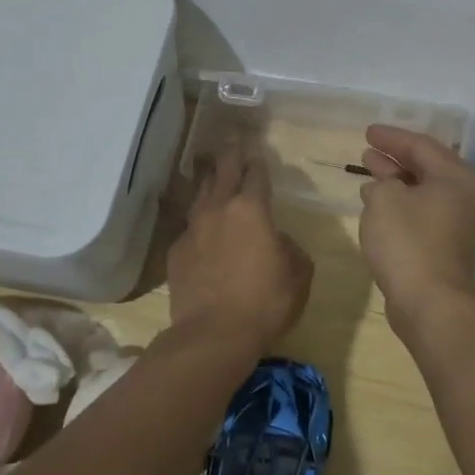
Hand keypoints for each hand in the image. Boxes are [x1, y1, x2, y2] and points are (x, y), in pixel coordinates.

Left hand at [167, 141, 312, 349]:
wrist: (213, 335)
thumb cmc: (265, 302)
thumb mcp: (298, 274)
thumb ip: (291, 248)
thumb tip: (279, 242)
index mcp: (252, 209)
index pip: (256, 173)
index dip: (258, 161)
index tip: (258, 152)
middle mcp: (219, 209)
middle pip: (223, 171)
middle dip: (229, 153)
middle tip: (231, 139)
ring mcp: (193, 229)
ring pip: (200, 193)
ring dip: (209, 180)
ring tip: (211, 172)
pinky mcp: (176, 252)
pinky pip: (189, 226)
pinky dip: (198, 220)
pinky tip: (201, 227)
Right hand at [358, 125, 474, 332]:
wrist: (429, 302)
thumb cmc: (408, 241)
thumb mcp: (385, 198)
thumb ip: (383, 181)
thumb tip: (385, 186)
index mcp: (457, 177)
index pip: (422, 145)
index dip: (392, 137)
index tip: (367, 132)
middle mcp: (465, 196)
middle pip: (426, 167)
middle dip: (395, 158)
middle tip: (368, 150)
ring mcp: (459, 223)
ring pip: (424, 191)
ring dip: (396, 181)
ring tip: (369, 173)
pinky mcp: (447, 246)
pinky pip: (422, 212)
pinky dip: (401, 204)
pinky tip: (378, 204)